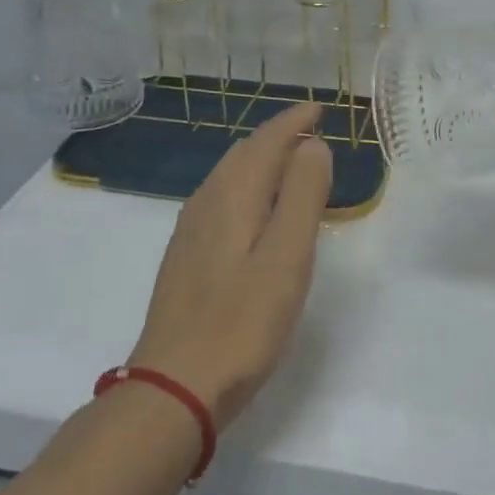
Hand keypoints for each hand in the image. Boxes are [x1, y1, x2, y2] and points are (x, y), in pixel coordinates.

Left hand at [129, 102, 332, 429]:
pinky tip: (257, 207)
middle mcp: (208, 199)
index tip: (320, 108)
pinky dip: (248, 183)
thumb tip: (312, 144)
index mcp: (234, 193)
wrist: (174, 386)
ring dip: (262, 157)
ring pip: (231, 173)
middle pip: (246, 150)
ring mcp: (191, 227)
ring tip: (291, 160)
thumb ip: (303, 194)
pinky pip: (222, 196)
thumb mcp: (287, 256)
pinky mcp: (186, 253)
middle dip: (279, 134)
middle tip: (312, 129)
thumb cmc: (242, 321)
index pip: (267, 138)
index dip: (295, 119)